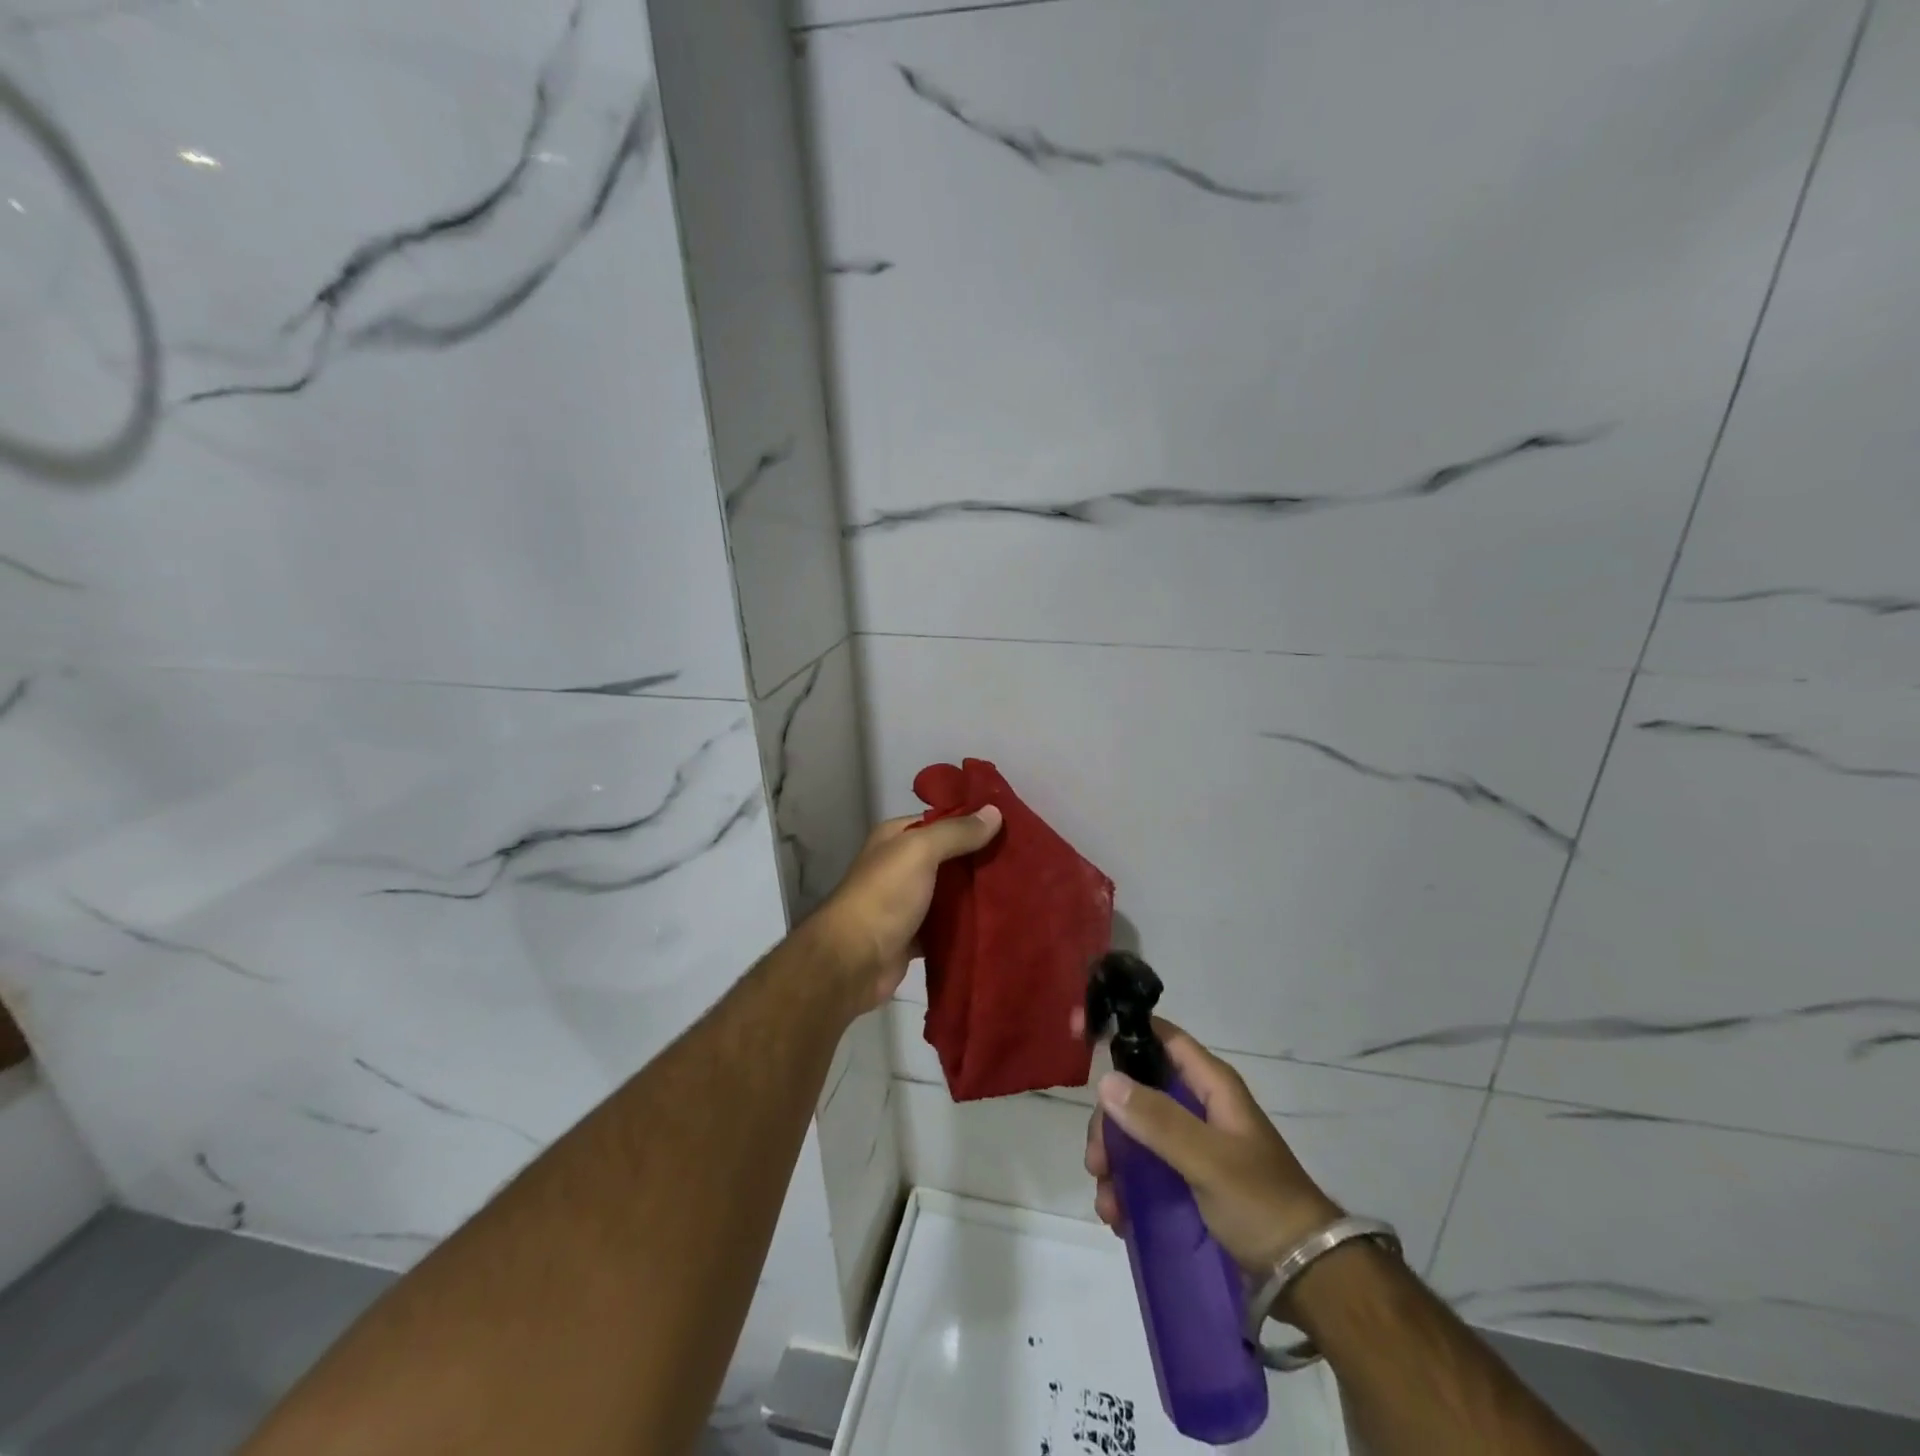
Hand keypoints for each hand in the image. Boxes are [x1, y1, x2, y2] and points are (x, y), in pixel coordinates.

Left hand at [806, 806, 1001, 1014]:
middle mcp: (901, 865)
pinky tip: (998, 922)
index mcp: (896, 837)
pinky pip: (948, 925)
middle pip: (950, 857)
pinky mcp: (915, 936)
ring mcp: (908, 902)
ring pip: (951, 893)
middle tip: (1023, 861)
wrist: (853, 961)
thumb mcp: (920, 851)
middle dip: (981, 859)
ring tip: (1020, 890)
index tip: (1012, 825)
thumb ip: (956, 832)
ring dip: (977, 894)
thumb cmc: (884, 896)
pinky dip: (967, 924)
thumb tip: (995, 811)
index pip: (942, 820)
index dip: (974, 821)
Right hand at [1084, 1018, 1341, 1273]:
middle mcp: (1199, 1107)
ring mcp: (1193, 1144)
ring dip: (1114, 1163)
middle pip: (1138, 1092)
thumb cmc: (1262, 1203)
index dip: (1123, 1031)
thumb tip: (1105, 1081)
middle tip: (1097, 1160)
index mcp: (1211, 1086)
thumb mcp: (1208, 1159)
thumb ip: (1158, 1120)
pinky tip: (1119, 1217)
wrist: (1308, 1278)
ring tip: (1108, 1205)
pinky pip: (1146, 1171)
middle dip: (1111, 1123)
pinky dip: (1127, 1189)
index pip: (1161, 1037)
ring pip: (1137, 1134)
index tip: (1081, 1036)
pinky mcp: (1189, 1180)